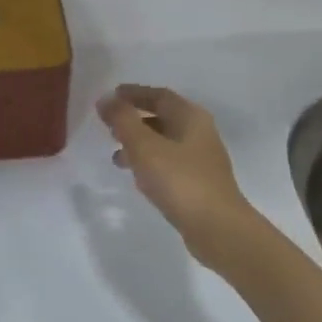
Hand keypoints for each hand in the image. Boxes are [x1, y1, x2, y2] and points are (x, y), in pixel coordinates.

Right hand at [97, 84, 258, 265]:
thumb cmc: (180, 180)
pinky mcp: (198, 183)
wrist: (217, 228)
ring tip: (115, 155)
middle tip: (109, 125)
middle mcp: (199, 133)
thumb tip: (105, 99)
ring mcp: (201, 160)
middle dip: (135, 119)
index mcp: (191, 117)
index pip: (160, 96)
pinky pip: (168, 163)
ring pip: (164, 142)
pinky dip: (149, 162)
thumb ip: (123, 120)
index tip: (111, 96)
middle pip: (163, 117)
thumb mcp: (144, 146)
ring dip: (140, 144)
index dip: (135, 93)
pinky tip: (136, 176)